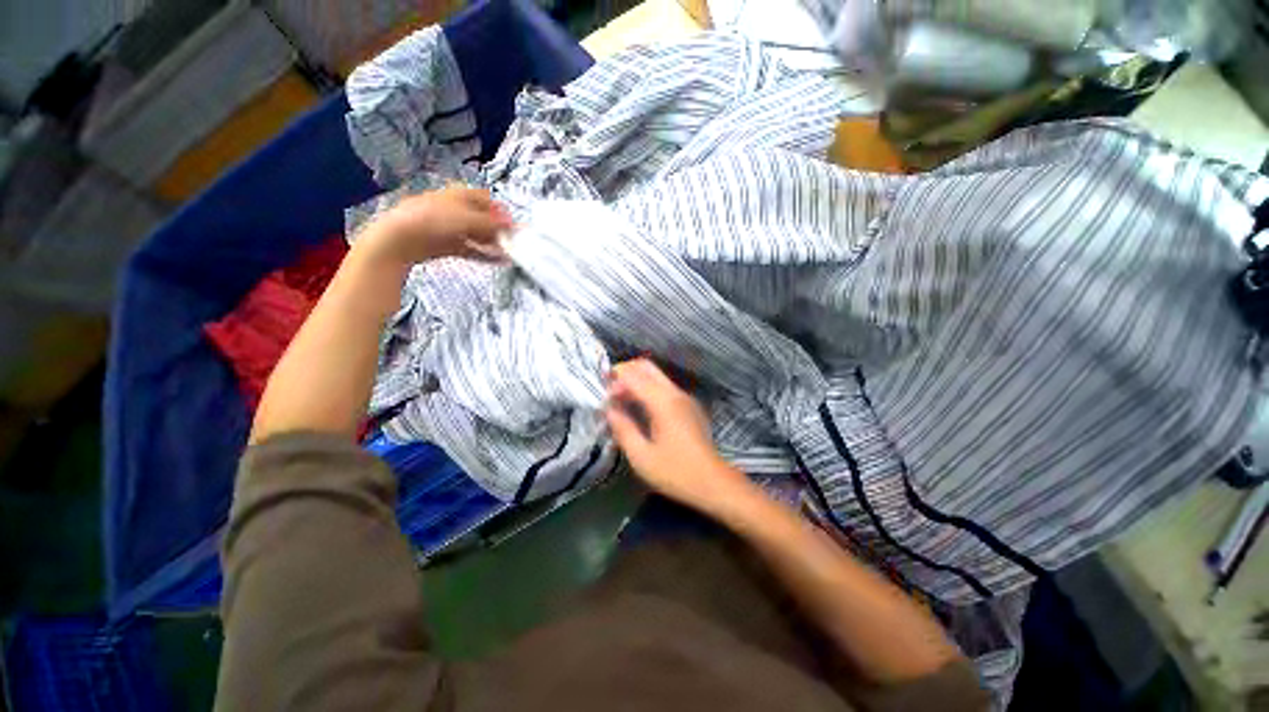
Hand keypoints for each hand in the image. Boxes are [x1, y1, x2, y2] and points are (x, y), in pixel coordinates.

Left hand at [358, 186, 513, 266]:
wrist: (400, 238)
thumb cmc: (434, 220)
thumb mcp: (466, 219)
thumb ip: (491, 223)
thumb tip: (513, 224)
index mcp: (459, 195)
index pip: (486, 199)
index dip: (500, 210)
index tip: (513, 225)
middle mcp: (456, 209)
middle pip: (483, 218)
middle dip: (498, 229)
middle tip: (514, 242)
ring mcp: (451, 228)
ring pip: (478, 235)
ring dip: (494, 243)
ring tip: (509, 254)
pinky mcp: (447, 246)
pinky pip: (472, 249)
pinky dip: (485, 255)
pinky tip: (499, 261)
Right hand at [605, 359, 750, 512]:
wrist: (714, 483)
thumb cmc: (676, 473)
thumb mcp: (642, 457)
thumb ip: (623, 429)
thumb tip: (609, 410)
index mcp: (663, 402)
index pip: (633, 376)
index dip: (614, 380)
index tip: (602, 395)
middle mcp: (675, 393)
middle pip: (647, 367)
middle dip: (625, 372)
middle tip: (609, 390)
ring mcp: (685, 398)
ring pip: (656, 376)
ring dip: (636, 381)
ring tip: (620, 401)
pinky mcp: (689, 406)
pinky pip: (664, 387)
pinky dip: (647, 389)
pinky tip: (639, 408)